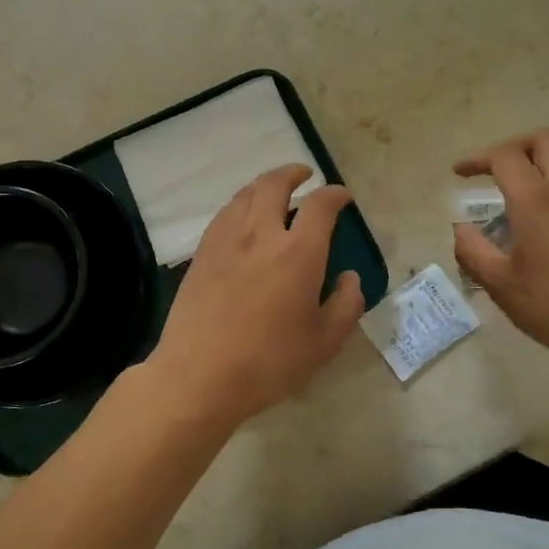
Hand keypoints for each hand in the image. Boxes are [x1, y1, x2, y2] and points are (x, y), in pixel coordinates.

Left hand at [143, 165, 365, 435]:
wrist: (199, 375)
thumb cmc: (268, 363)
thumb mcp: (323, 343)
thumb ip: (346, 305)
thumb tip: (350, 278)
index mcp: (298, 253)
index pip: (320, 206)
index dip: (335, 194)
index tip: (343, 196)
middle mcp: (260, 234)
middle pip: (274, 184)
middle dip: (293, 173)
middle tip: (304, 174)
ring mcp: (225, 240)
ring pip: (245, 194)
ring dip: (264, 184)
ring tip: (274, 190)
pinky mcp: (201, 253)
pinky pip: (224, 214)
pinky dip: (240, 204)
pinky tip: (242, 217)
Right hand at [452, 129, 548, 375]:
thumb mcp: (504, 287)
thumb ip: (473, 252)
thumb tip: (461, 229)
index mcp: (537, 201)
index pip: (505, 157)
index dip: (477, 159)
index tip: (460, 173)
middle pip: (543, 140)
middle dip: (513, 147)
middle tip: (493, 169)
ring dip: (542, 155)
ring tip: (524, 179)